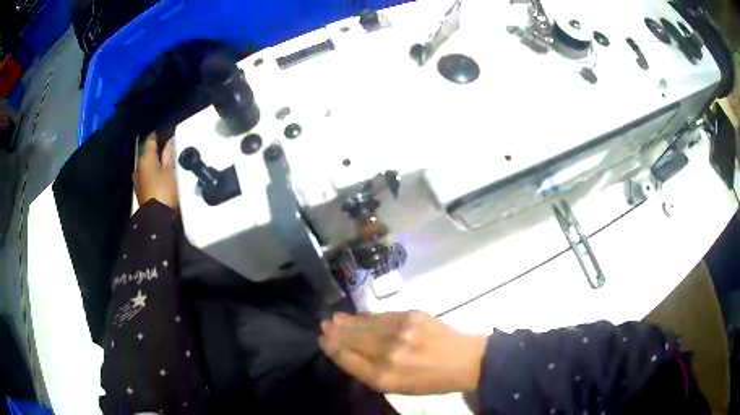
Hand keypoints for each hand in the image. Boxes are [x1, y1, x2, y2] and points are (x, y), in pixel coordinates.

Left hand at [134, 132, 178, 209]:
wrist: (155, 218)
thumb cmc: (164, 190)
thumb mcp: (171, 170)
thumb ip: (170, 154)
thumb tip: (170, 141)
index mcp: (146, 158)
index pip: (150, 140)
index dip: (157, 135)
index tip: (163, 132)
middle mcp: (138, 167)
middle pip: (146, 154)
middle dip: (155, 151)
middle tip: (165, 148)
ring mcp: (137, 180)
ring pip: (145, 166)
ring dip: (152, 163)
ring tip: (163, 163)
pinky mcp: (140, 192)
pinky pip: (145, 176)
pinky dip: (151, 174)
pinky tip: (158, 176)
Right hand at [319, 311, 486, 394]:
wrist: (464, 360)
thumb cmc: (429, 380)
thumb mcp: (397, 386)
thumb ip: (370, 371)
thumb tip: (347, 351)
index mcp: (384, 377)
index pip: (348, 359)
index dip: (332, 348)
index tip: (322, 340)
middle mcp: (388, 353)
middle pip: (352, 339)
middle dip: (335, 332)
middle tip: (324, 325)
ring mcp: (400, 331)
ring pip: (364, 325)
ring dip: (347, 322)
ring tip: (334, 319)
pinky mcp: (412, 315)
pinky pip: (381, 315)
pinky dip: (366, 316)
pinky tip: (357, 316)